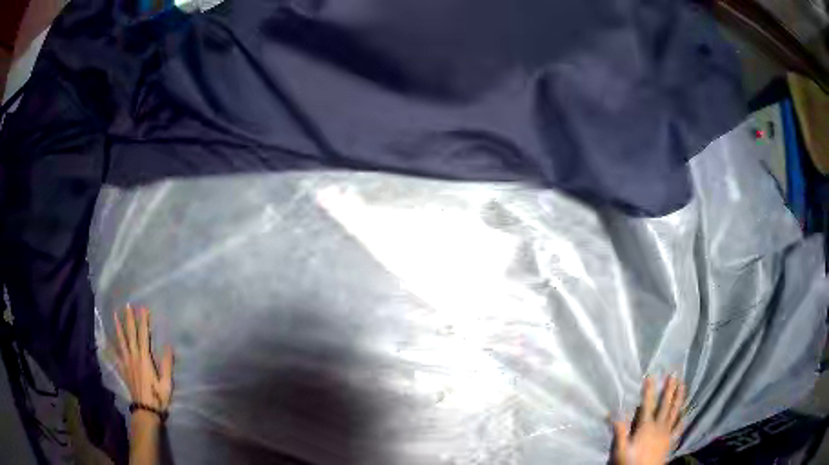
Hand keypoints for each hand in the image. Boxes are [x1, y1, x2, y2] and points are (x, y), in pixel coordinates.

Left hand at [114, 305, 173, 411]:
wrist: (146, 410)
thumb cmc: (158, 397)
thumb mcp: (166, 383)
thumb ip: (167, 364)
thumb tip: (169, 346)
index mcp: (144, 359)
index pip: (143, 336)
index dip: (143, 321)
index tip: (142, 308)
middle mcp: (133, 357)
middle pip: (130, 335)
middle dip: (129, 319)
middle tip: (127, 305)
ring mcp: (126, 363)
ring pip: (120, 341)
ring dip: (118, 327)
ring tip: (114, 315)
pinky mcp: (123, 370)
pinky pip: (115, 355)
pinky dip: (110, 346)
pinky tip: (106, 341)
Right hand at [611, 376, 685, 464]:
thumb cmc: (631, 462)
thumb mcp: (621, 449)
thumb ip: (620, 431)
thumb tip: (614, 413)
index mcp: (646, 427)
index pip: (647, 405)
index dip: (649, 391)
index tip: (650, 376)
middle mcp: (659, 426)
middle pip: (665, 405)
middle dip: (669, 389)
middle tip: (674, 375)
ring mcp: (667, 433)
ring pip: (675, 412)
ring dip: (679, 398)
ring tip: (683, 385)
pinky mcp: (671, 440)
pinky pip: (679, 427)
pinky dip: (683, 418)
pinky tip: (685, 412)